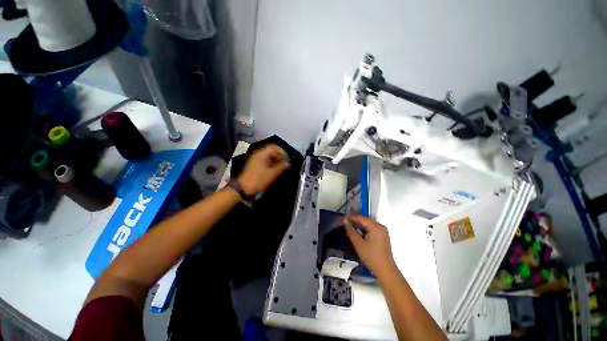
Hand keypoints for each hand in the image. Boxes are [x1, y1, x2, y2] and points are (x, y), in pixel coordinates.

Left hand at [237, 144, 289, 195]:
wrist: (243, 189)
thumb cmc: (258, 180)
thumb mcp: (272, 174)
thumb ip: (281, 167)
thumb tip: (288, 163)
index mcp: (262, 154)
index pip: (274, 147)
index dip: (282, 152)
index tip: (287, 160)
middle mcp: (258, 154)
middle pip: (271, 150)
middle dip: (279, 156)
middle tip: (285, 163)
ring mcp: (255, 159)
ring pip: (268, 155)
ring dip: (276, 159)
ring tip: (281, 167)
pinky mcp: (254, 164)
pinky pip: (265, 159)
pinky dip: (271, 162)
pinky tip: (274, 169)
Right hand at [344, 215, 396, 277]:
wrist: (385, 271)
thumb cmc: (371, 257)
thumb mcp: (359, 244)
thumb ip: (351, 231)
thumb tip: (345, 220)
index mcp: (376, 227)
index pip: (361, 218)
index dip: (351, 217)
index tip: (342, 219)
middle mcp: (380, 226)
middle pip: (365, 220)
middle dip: (354, 221)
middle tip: (344, 224)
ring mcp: (382, 231)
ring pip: (367, 225)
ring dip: (358, 226)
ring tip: (348, 228)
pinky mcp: (382, 236)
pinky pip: (371, 229)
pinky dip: (363, 230)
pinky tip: (357, 233)